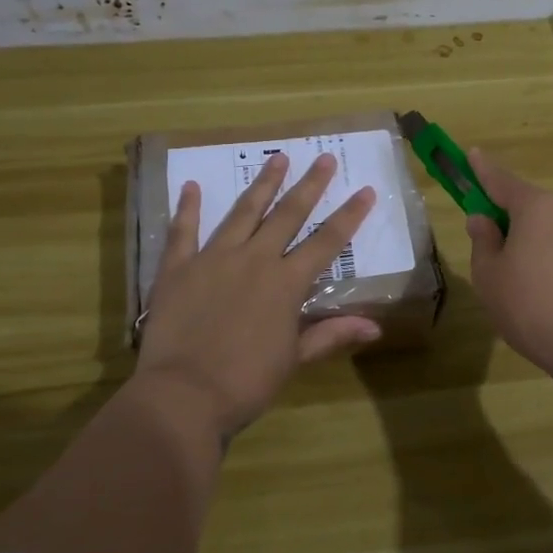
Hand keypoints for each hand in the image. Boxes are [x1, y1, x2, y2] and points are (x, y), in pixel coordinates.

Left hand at [137, 151, 380, 437]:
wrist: (183, 395)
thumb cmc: (246, 382)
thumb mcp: (294, 360)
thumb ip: (331, 335)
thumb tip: (376, 327)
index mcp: (286, 283)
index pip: (327, 242)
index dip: (349, 216)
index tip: (366, 190)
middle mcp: (254, 260)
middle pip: (288, 214)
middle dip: (309, 185)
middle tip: (323, 157)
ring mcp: (213, 259)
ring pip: (243, 212)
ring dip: (262, 184)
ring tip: (277, 158)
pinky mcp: (177, 268)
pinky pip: (183, 231)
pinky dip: (187, 207)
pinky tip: (191, 186)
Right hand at [464, 149, 552, 383]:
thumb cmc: (533, 309)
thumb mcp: (490, 278)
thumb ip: (483, 242)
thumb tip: (484, 220)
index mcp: (537, 207)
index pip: (501, 180)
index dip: (482, 169)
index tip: (472, 154)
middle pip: (533, 207)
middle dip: (513, 221)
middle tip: (497, 255)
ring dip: (540, 244)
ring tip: (531, 287)